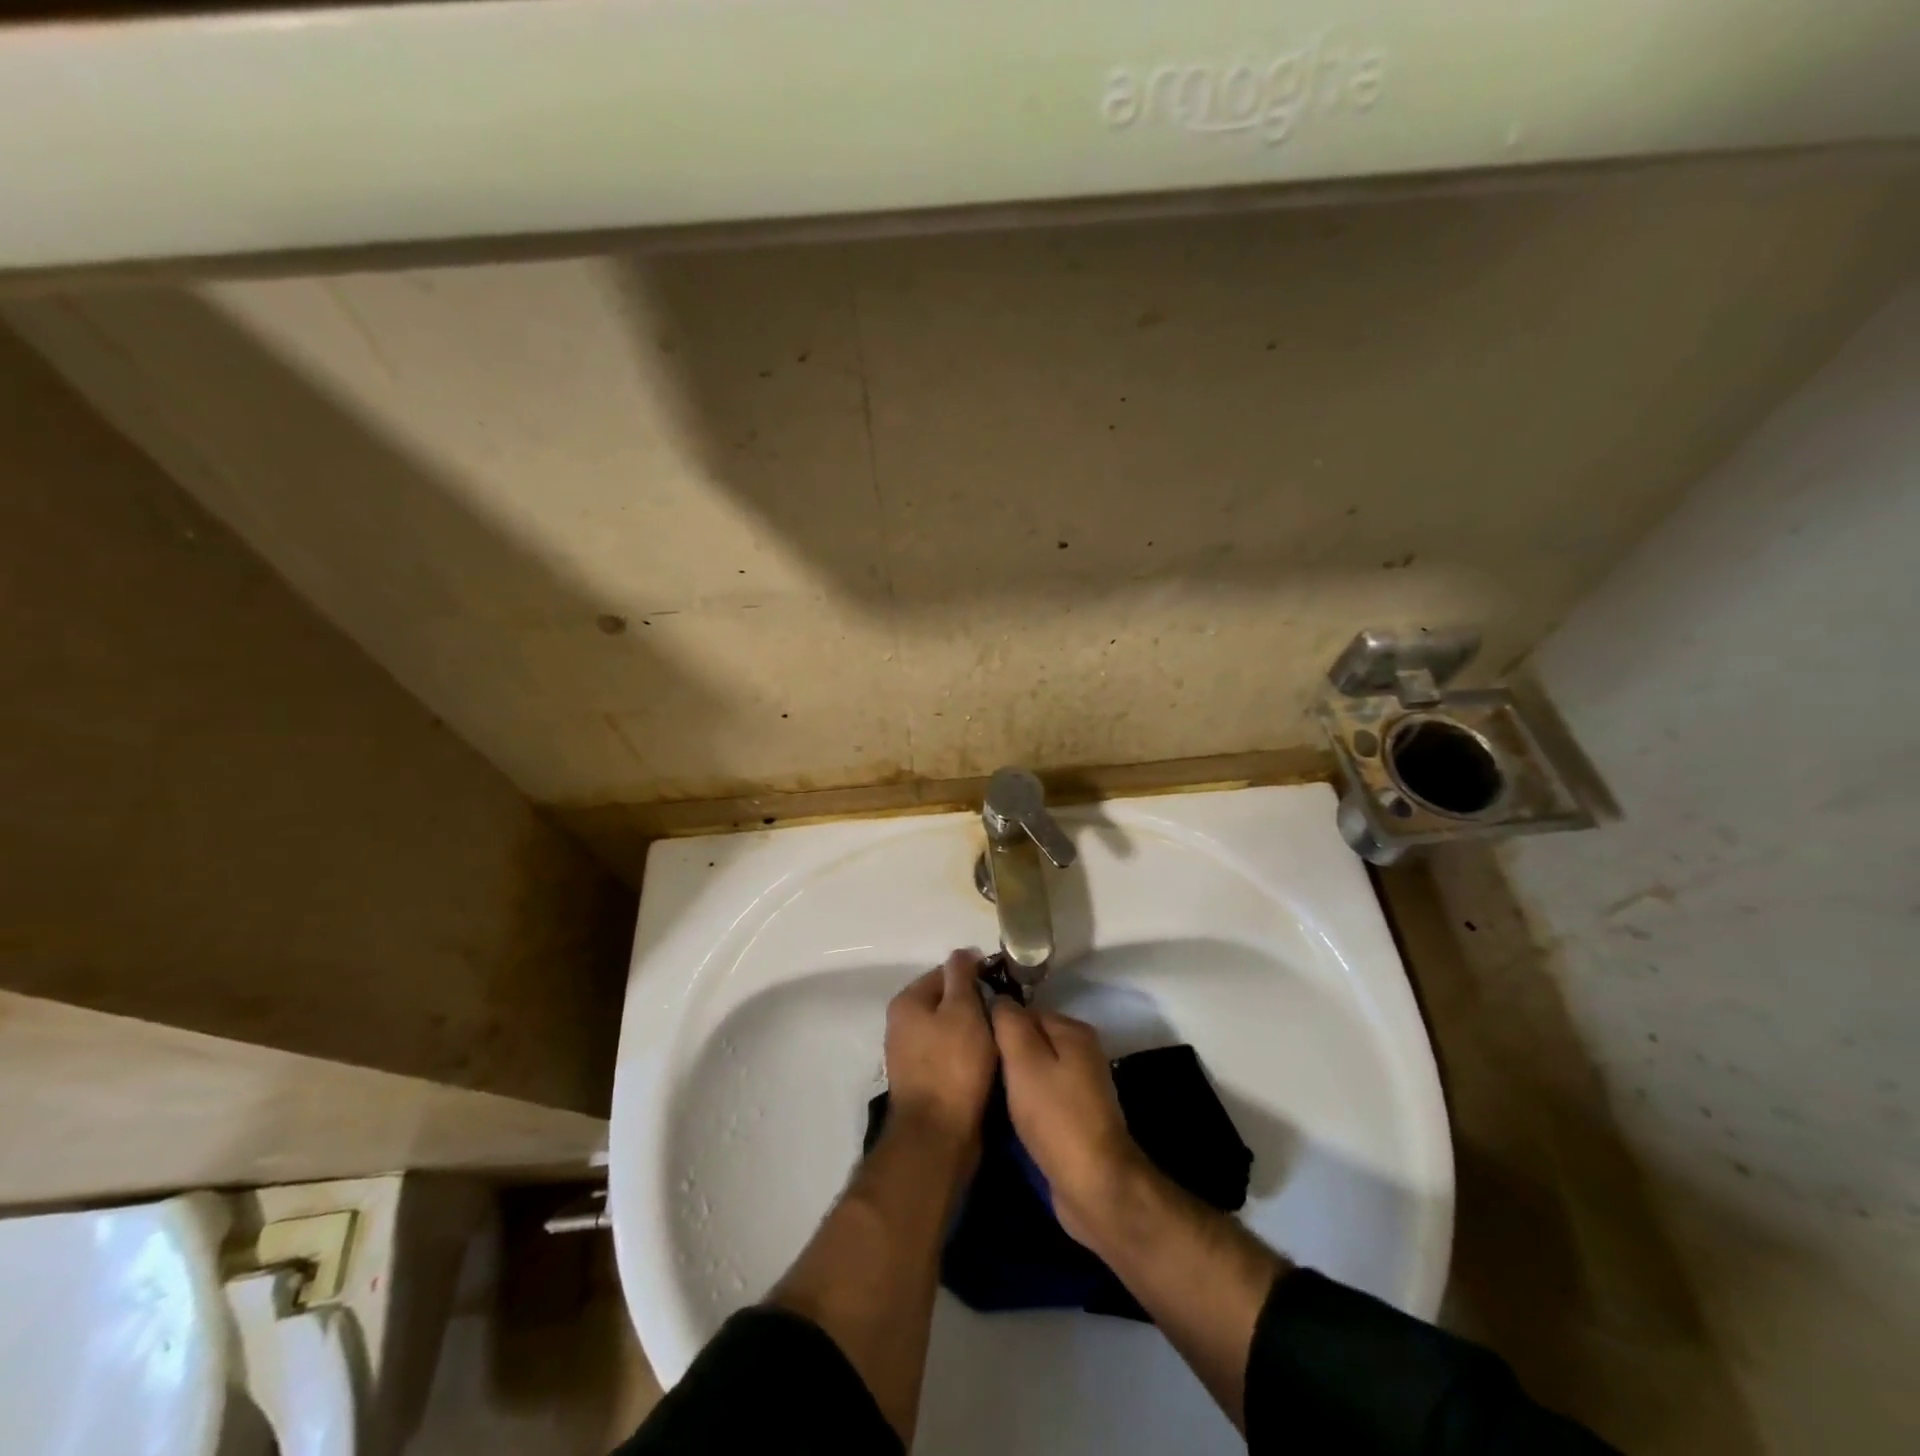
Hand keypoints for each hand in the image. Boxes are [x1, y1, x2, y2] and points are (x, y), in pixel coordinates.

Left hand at [884, 950, 996, 1146]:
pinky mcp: (923, 1081)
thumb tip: (962, 953)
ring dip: (974, 1032)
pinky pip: (950, 1056)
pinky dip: (968, 1055)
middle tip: (1005, 1014)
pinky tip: (989, 1062)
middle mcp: (902, 1025)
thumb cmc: (953, 1065)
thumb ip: (962, 976)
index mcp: (907, 1002)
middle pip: (946, 1002)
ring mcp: (910, 1056)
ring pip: (950, 1030)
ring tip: (1002, 1038)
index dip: (975, 975)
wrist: (938, 1135)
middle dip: (975, 1005)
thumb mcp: (963, 1010)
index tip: (1003, 985)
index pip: (945, 972)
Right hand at [990, 1002, 1149, 1247]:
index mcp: (1072, 1030)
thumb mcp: (1024, 1061)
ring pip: (1035, 1070)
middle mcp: (1081, 1051)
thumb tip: (998, 997)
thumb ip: (1009, 1023)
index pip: (1025, 1011)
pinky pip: (1042, 1096)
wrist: (1094, 1184)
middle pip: (1031, 1040)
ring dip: (1013, 1081)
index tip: (972, 1043)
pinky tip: (1006, 1116)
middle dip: (1005, 1054)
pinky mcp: (1076, 1116)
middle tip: (976, 1070)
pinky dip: (1025, 1103)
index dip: (997, 1024)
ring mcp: (1081, 1085)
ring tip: (985, 1093)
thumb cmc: (1055, 1116)